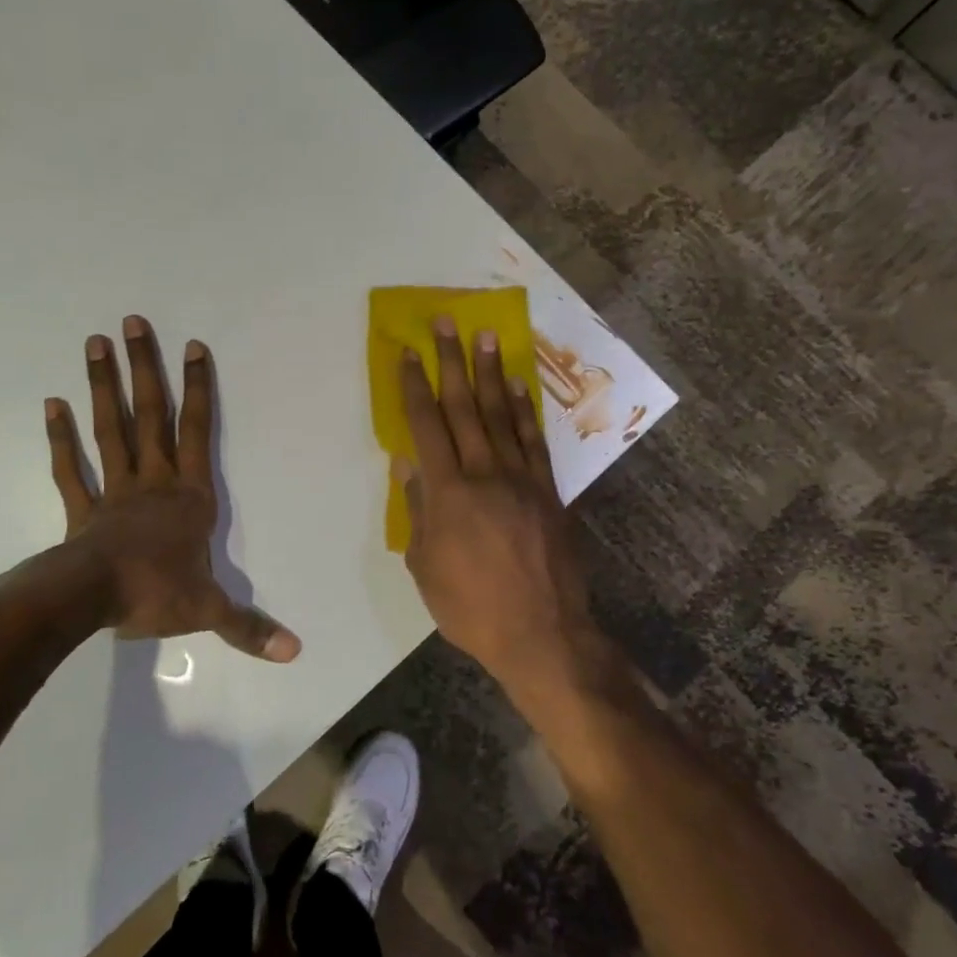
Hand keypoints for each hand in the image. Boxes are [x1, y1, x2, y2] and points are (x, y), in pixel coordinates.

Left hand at [42, 316, 299, 661]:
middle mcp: (152, 482)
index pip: (197, 432)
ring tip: (95, 343)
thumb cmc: (154, 594)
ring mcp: (113, 490)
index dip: (198, 389)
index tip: (193, 346)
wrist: (91, 601)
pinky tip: (52, 404)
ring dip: (102, 386)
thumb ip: (249, 627)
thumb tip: (295, 651)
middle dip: (145, 369)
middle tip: (132, 323)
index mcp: (188, 497)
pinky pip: (70, 467)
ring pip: (110, 429)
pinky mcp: (82, 508)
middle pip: (149, 416)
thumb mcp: (208, 612)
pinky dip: (60, 437)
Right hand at [397, 319, 600, 699]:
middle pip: (464, 407)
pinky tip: (518, 387)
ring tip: (484, 337)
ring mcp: (521, 479)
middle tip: (446, 323)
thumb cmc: (470, 607)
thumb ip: (416, 510)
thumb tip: (408, 463)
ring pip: (502, 415)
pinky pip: (534, 441)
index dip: (414, 386)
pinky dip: (525, 410)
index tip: (407, 353)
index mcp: (448, 493)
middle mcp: (484, 474)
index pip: (426, 426)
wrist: (541, 633)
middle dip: (451, 362)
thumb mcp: (424, 566)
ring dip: (491, 373)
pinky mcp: (548, 491)